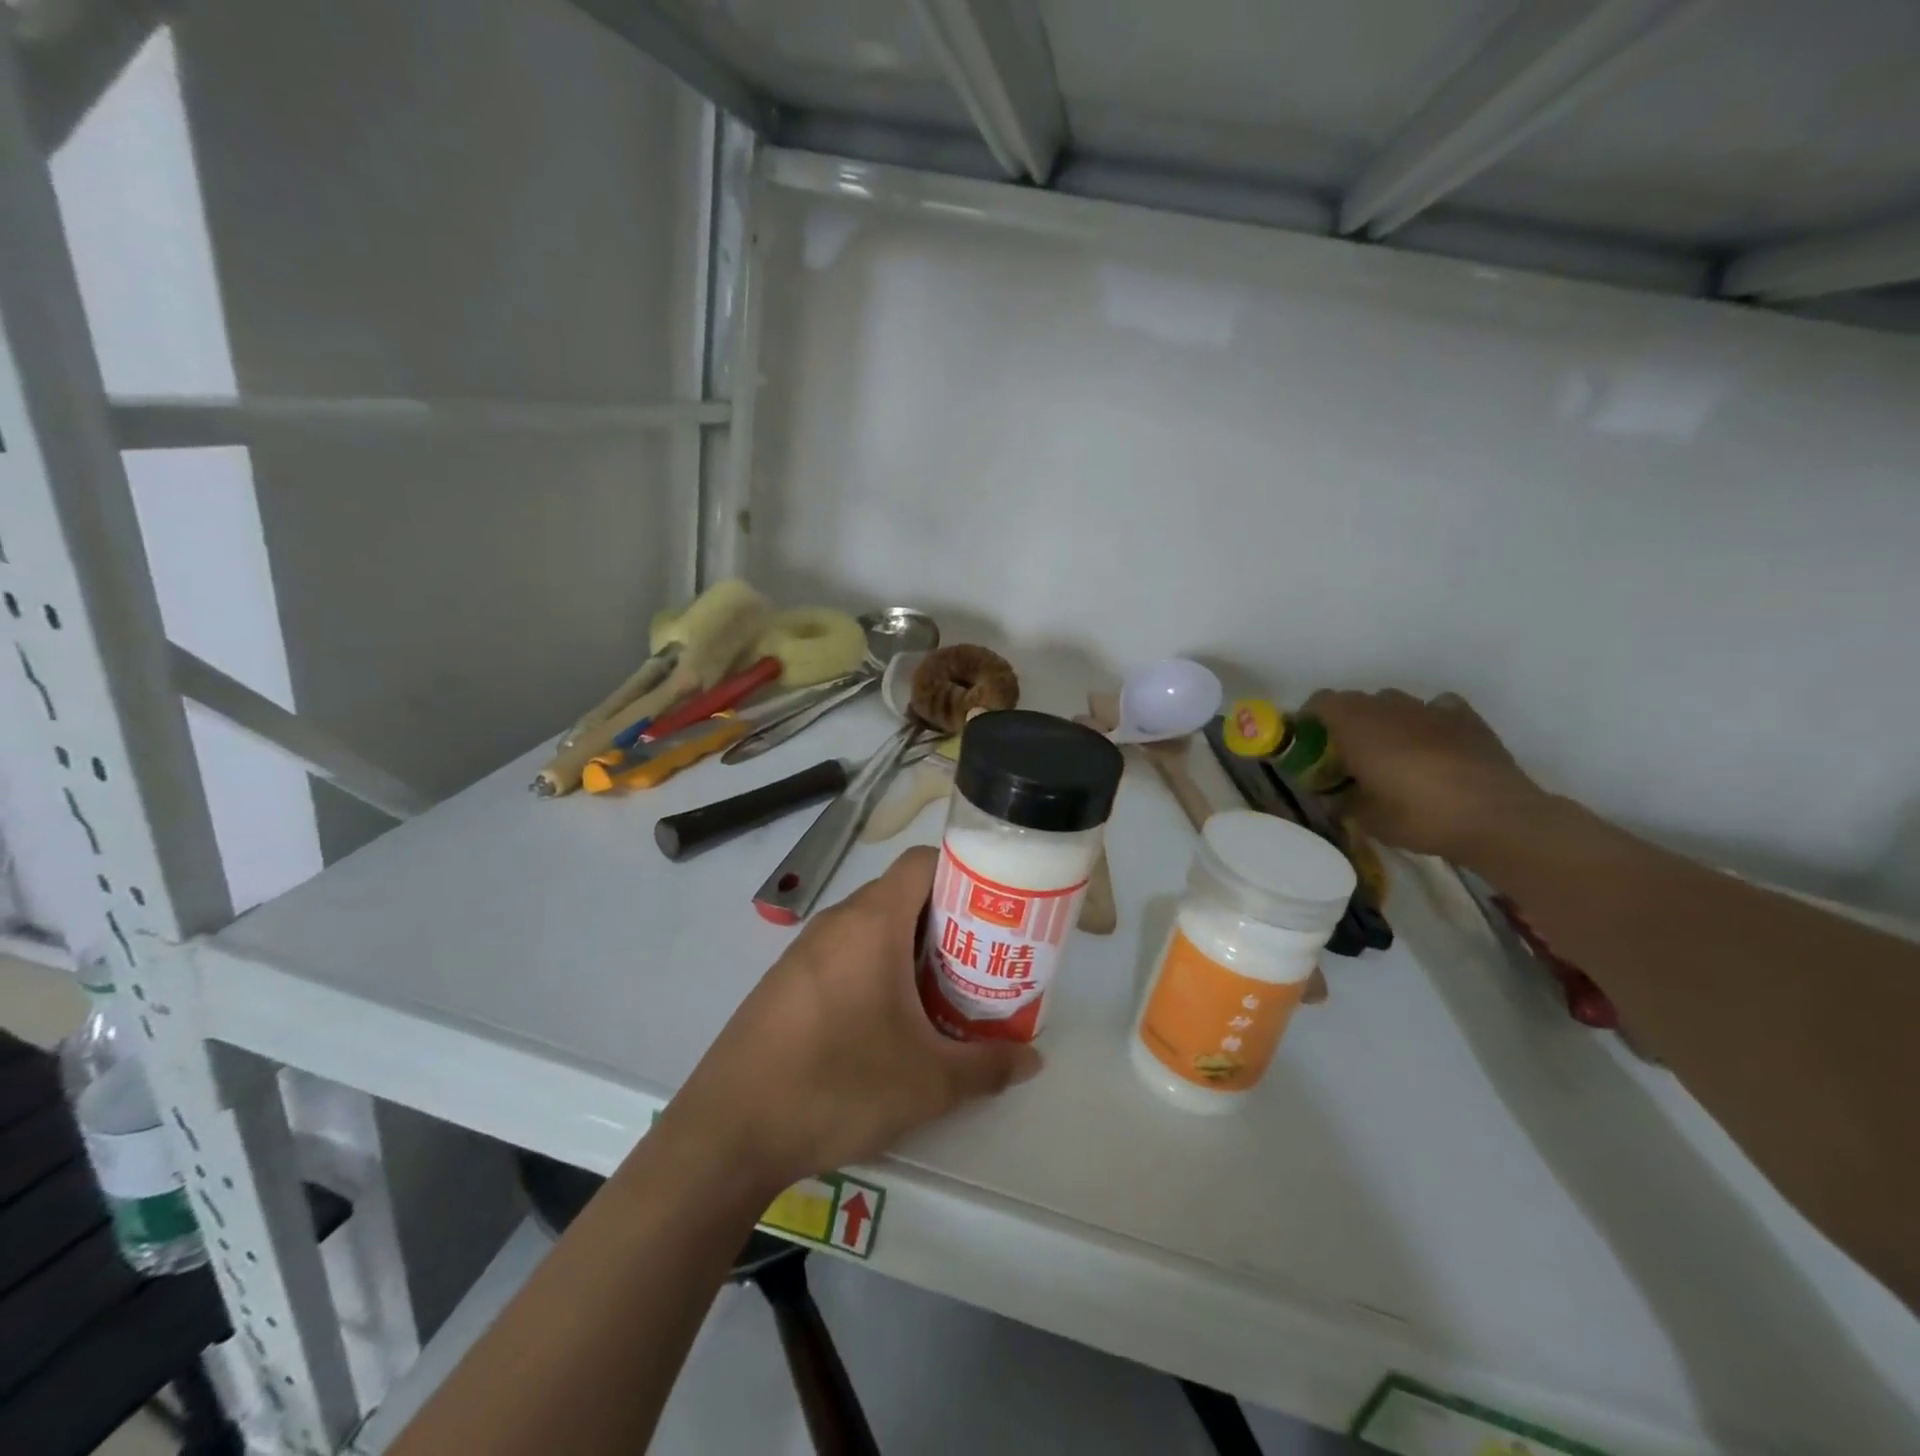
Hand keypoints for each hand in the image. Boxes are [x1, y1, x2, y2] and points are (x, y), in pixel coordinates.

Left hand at [666, 847, 1040, 1191]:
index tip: (994, 910)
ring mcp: (805, 950)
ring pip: (872, 926)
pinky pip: (843, 953)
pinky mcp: (785, 981)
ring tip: (940, 994)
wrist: (727, 1132)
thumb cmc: (838, 1086)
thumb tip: (1033, 1058)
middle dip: (945, 921)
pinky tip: (886, 1022)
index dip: (964, 874)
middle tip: (978, 961)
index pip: (923, 862)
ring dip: (910, 949)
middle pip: (902, 894)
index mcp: (872, 922)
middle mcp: (837, 921)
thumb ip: (987, 1065)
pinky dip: (875, 968)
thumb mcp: (928, 1083)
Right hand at [1304, 688, 1551, 862]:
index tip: (1310, 741)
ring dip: (1386, 721)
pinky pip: (1436, 708)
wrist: (1495, 817)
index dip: (1311, 718)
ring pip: (1396, 703)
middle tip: (1349, 754)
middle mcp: (1389, 707)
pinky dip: (1428, 721)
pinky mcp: (1466, 718)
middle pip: (1357, 701)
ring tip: (1392, 752)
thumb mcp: (1367, 819)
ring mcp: (1430, 709)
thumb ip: (1344, 801)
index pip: (1321, 702)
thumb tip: (1336, 797)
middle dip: (1348, 722)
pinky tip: (1433, 744)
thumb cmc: (1418, 815)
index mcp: (1356, 725)